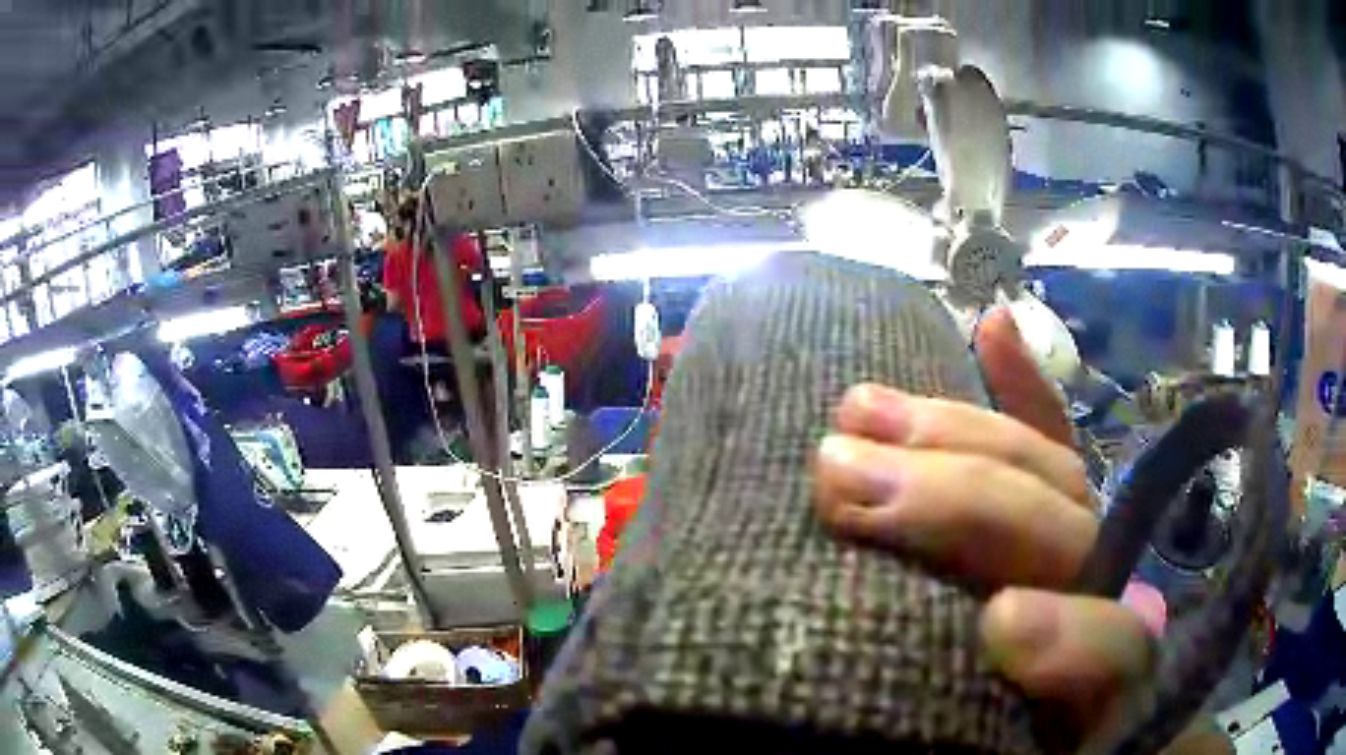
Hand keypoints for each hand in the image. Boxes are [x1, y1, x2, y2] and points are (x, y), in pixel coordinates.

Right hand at [812, 307, 1156, 737]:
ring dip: (952, 431)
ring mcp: (1082, 539)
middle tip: (840, 477)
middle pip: (1060, 531)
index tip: (1001, 627)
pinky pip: (1051, 438)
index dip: (1071, 636)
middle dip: (961, 503)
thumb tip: (931, 704)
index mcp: (1103, 676)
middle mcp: (1102, 594)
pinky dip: (1023, 384)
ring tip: (857, 409)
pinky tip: (991, 326)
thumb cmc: (1034, 742)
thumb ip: (1001, 736)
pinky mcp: (1063, 508)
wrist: (1076, 722)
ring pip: (1042, 467)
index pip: (1111, 644)